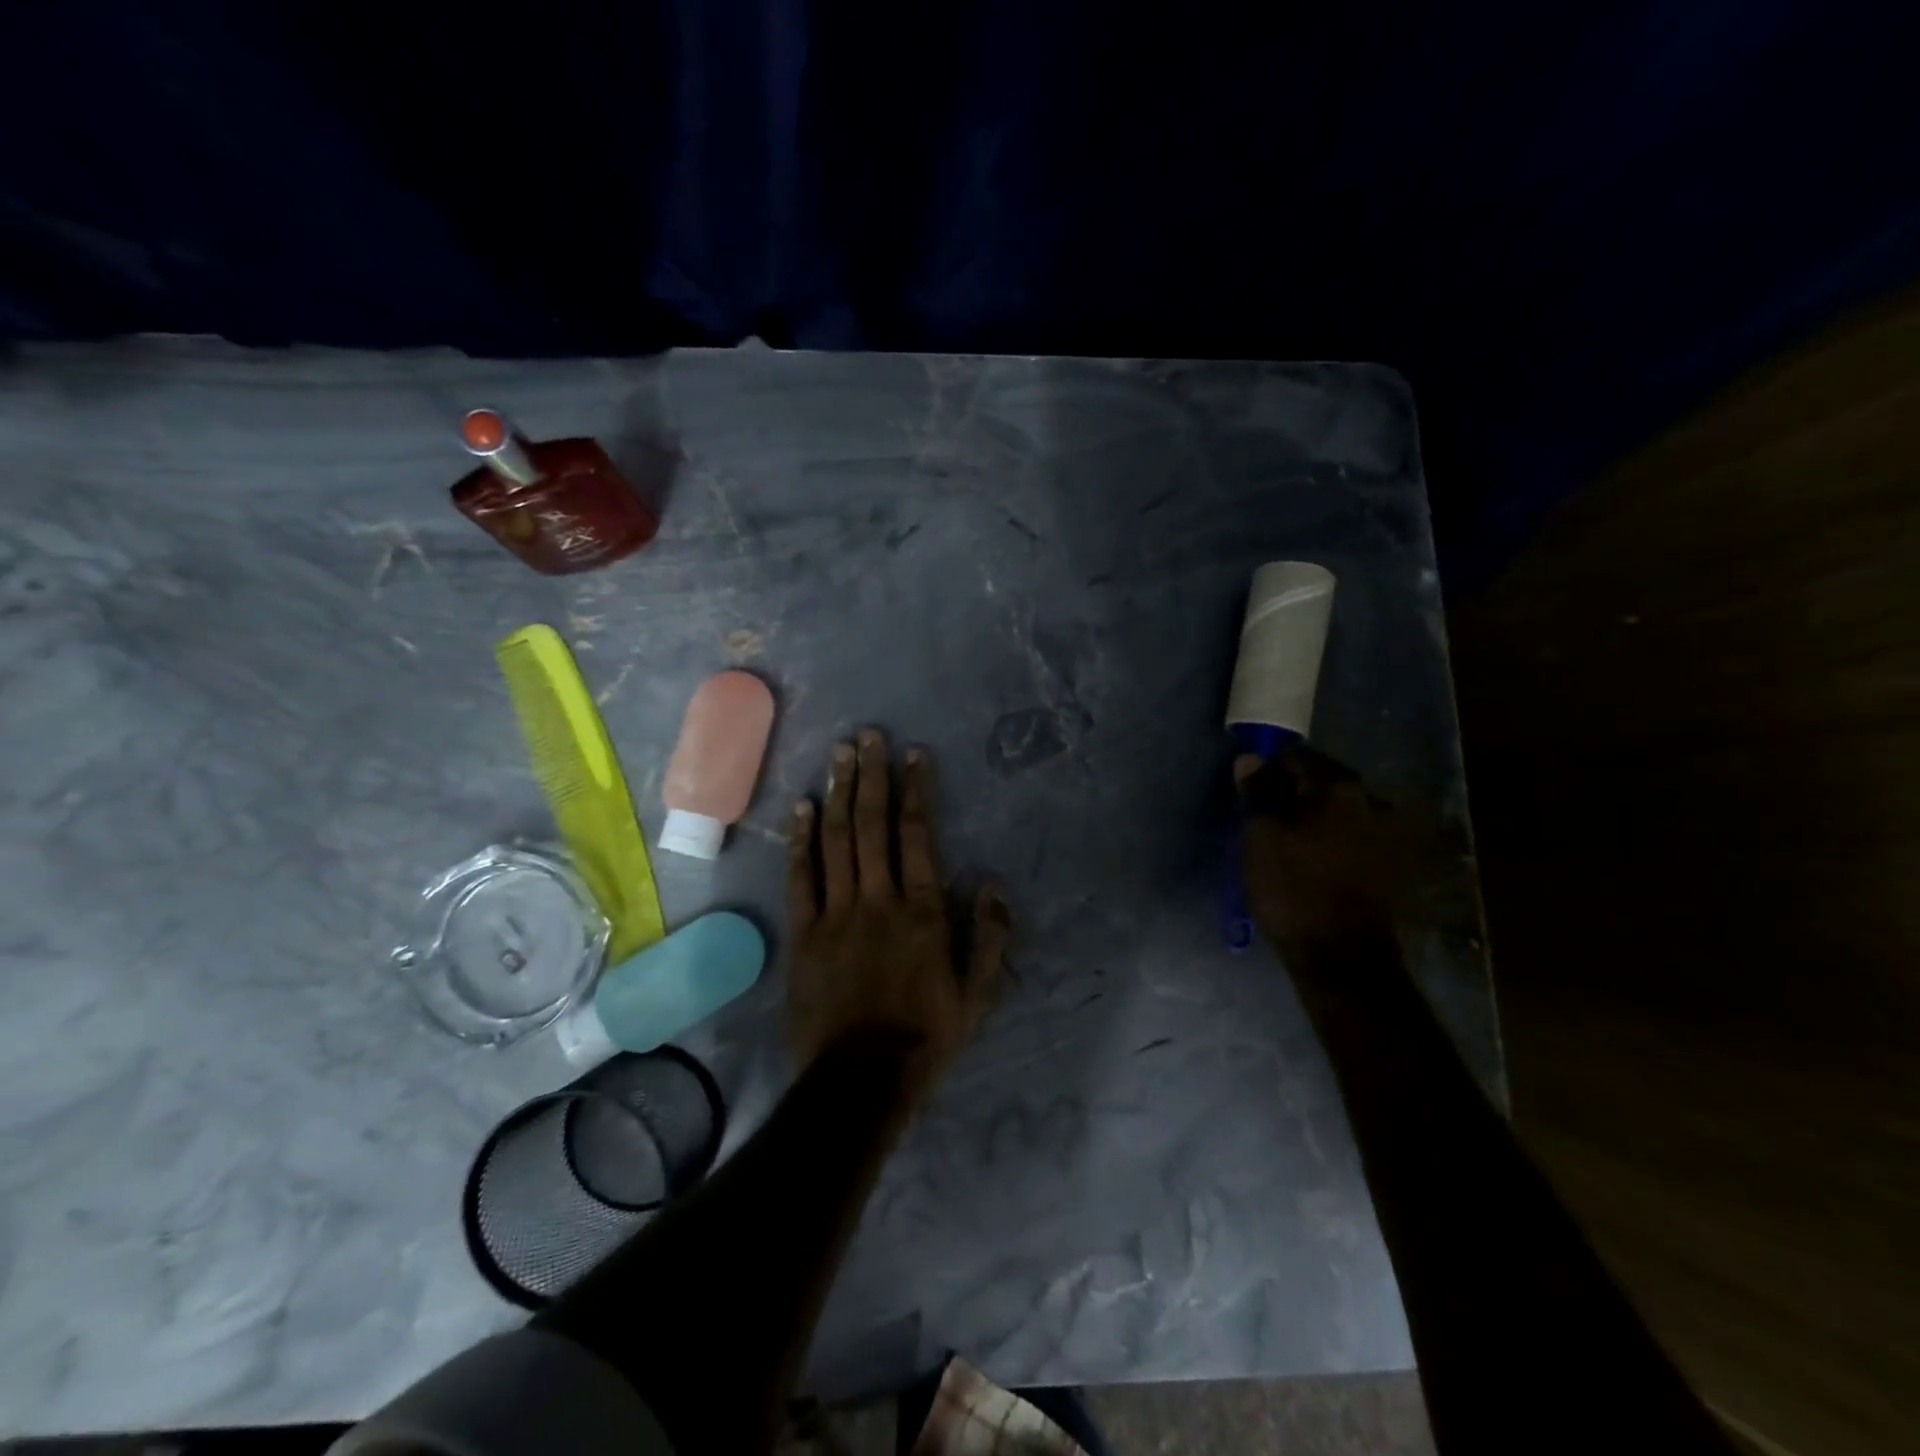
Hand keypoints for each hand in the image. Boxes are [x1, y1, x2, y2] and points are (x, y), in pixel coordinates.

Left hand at [786, 730, 1010, 1096]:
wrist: (859, 1079)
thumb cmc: (925, 1036)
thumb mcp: (978, 996)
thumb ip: (991, 938)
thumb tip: (994, 885)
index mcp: (922, 911)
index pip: (918, 835)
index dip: (916, 790)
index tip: (914, 755)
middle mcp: (878, 899)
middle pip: (873, 825)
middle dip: (872, 776)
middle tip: (868, 736)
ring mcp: (836, 913)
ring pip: (837, 840)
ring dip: (839, 794)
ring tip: (839, 755)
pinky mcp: (804, 933)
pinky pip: (802, 877)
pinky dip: (801, 841)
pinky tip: (802, 808)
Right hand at [1239, 744, 1392, 950]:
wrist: (1341, 956)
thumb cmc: (1293, 888)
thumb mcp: (1261, 835)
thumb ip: (1257, 792)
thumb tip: (1251, 759)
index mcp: (1339, 788)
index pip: (1298, 757)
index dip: (1269, 768)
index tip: (1250, 789)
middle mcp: (1370, 802)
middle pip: (1322, 782)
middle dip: (1293, 792)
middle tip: (1265, 815)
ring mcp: (1385, 834)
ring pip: (1337, 811)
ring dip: (1314, 817)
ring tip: (1287, 840)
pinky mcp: (1388, 864)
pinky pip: (1349, 836)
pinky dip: (1329, 839)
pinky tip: (1311, 859)